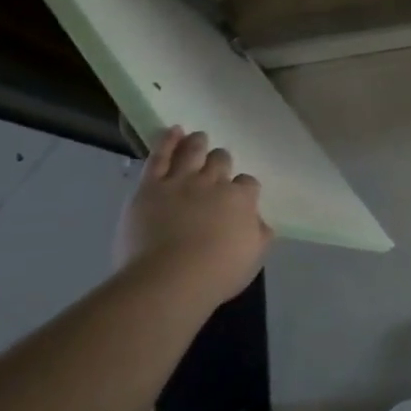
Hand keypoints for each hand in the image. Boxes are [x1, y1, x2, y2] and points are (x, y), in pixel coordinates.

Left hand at [117, 127, 273, 306]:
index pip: (248, 183)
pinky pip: (160, 156)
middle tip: (217, 165)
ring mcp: (181, 181)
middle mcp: (214, 183)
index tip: (239, 196)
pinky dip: (167, 140)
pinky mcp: (150, 187)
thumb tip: (259, 222)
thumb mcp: (253, 257)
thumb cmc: (215, 274)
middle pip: (221, 161)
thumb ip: (259, 234)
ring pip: (193, 152)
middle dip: (221, 161)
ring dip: (197, 143)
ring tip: (198, 138)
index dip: (243, 188)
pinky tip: (173, 130)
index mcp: (241, 200)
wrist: (168, 279)